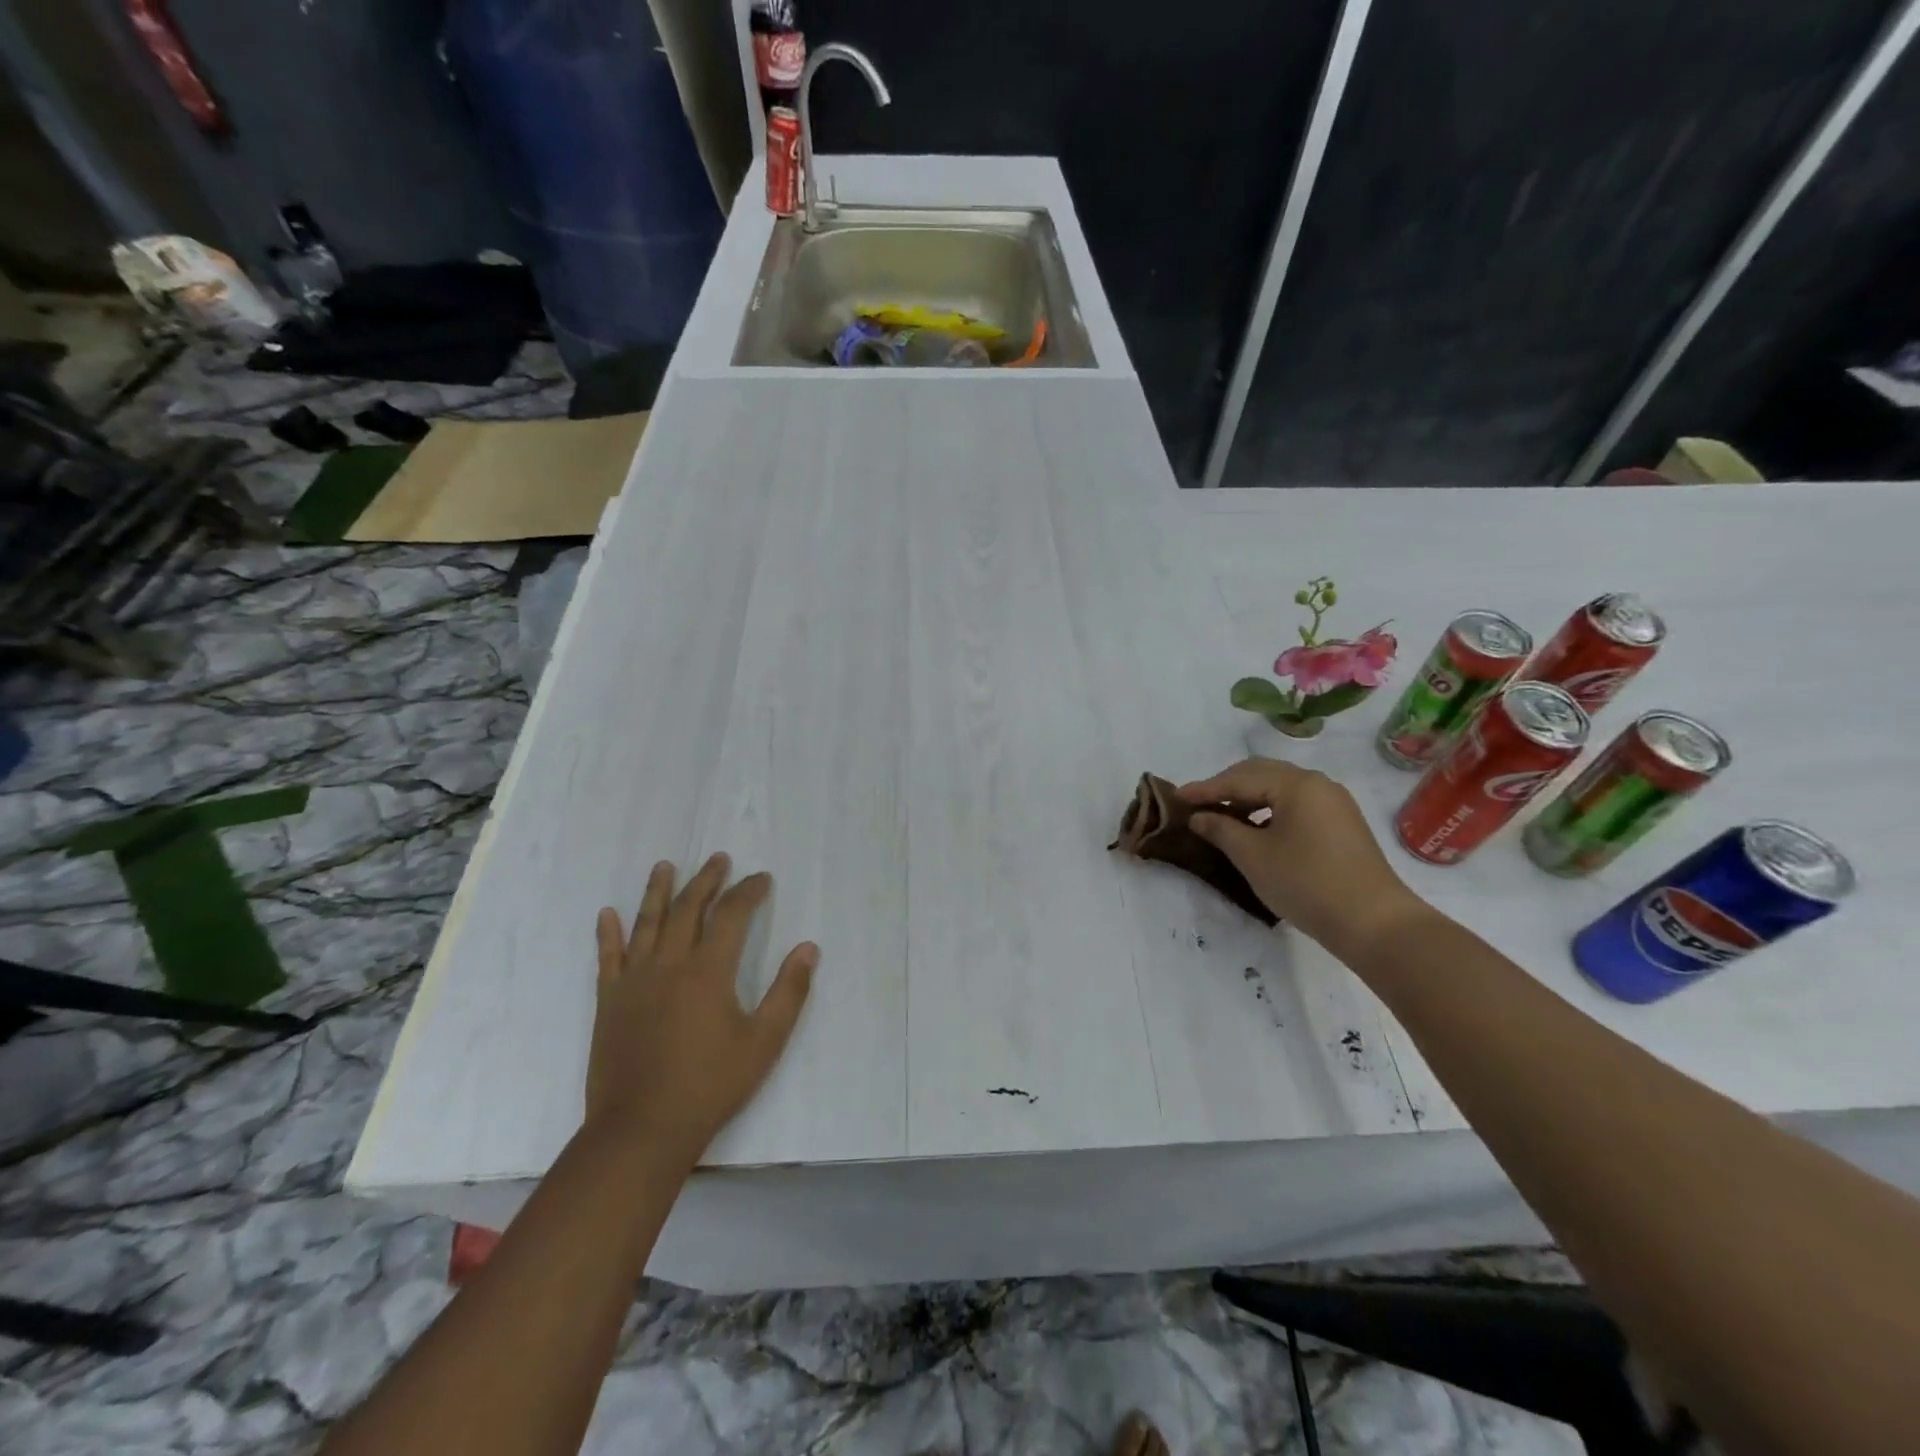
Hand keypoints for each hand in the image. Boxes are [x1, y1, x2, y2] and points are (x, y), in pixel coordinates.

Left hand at [588, 854, 816, 1164]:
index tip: (762, 878)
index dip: (749, 891)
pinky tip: (607, 914)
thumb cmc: (710, 1085)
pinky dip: (609, 933)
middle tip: (719, 858)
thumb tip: (809, 948)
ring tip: (665, 866)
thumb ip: (789, 992)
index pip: (731, 915)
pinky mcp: (609, 1002)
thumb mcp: (764, 1042)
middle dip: (707, 880)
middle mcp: (669, 964)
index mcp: (708, 971)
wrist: (641, 1129)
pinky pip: (608, 958)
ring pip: (647, 924)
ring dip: (658, 891)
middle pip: (688, 909)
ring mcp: (634, 981)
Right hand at [1178, 759, 1428, 958]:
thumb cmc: (1306, 882)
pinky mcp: (1342, 826)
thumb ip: (1221, 829)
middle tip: (1198, 804)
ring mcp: (1334, 805)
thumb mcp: (1253, 856)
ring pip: (1280, 790)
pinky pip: (1296, 806)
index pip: (1240, 778)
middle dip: (1227, 787)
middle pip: (1262, 775)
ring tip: (1222, 818)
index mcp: (1297, 784)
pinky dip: (1269, 812)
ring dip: (1248, 800)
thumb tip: (1199, 817)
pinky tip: (1255, 831)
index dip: (1205, 789)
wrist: (1374, 923)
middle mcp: (1318, 785)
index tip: (1176, 798)